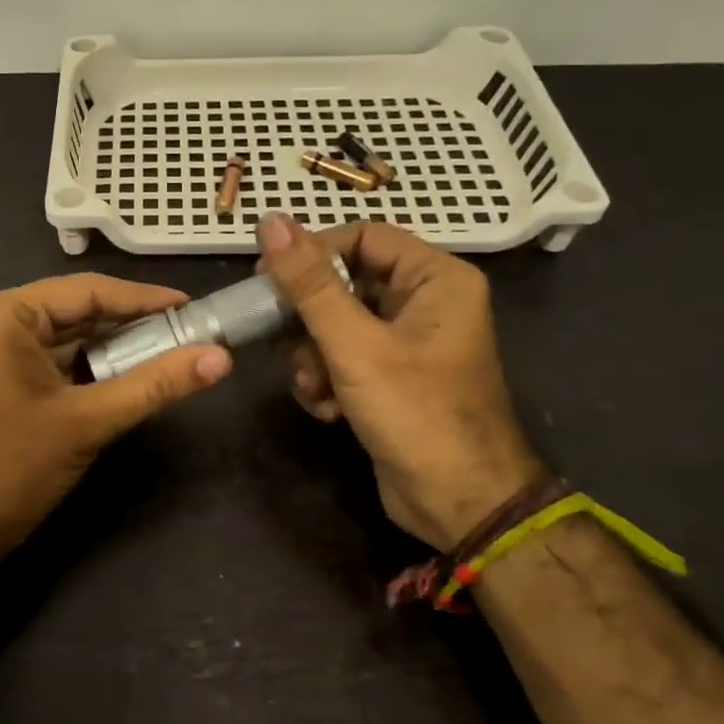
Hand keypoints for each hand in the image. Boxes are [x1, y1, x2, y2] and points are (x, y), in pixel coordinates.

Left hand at [0, 274, 232, 566]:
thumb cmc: (13, 468)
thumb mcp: (89, 421)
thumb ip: (155, 384)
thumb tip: (221, 358)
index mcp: (3, 314)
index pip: (87, 291)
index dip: (144, 299)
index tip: (193, 307)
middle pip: (76, 311)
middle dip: (131, 324)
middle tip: (188, 333)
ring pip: (67, 336)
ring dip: (113, 347)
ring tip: (169, 352)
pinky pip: (53, 359)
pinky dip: (89, 366)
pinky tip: (128, 375)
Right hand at [257, 213, 543, 548]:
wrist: (458, 502)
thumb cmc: (415, 413)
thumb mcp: (354, 345)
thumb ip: (309, 285)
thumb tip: (271, 220)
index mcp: (436, 279)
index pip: (363, 238)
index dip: (312, 252)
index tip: (265, 276)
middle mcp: (425, 304)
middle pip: (345, 285)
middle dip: (309, 320)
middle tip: (279, 339)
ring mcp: (407, 344)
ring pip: (336, 327)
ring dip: (313, 357)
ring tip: (314, 387)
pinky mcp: (391, 379)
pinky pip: (343, 360)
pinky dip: (327, 380)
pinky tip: (327, 409)